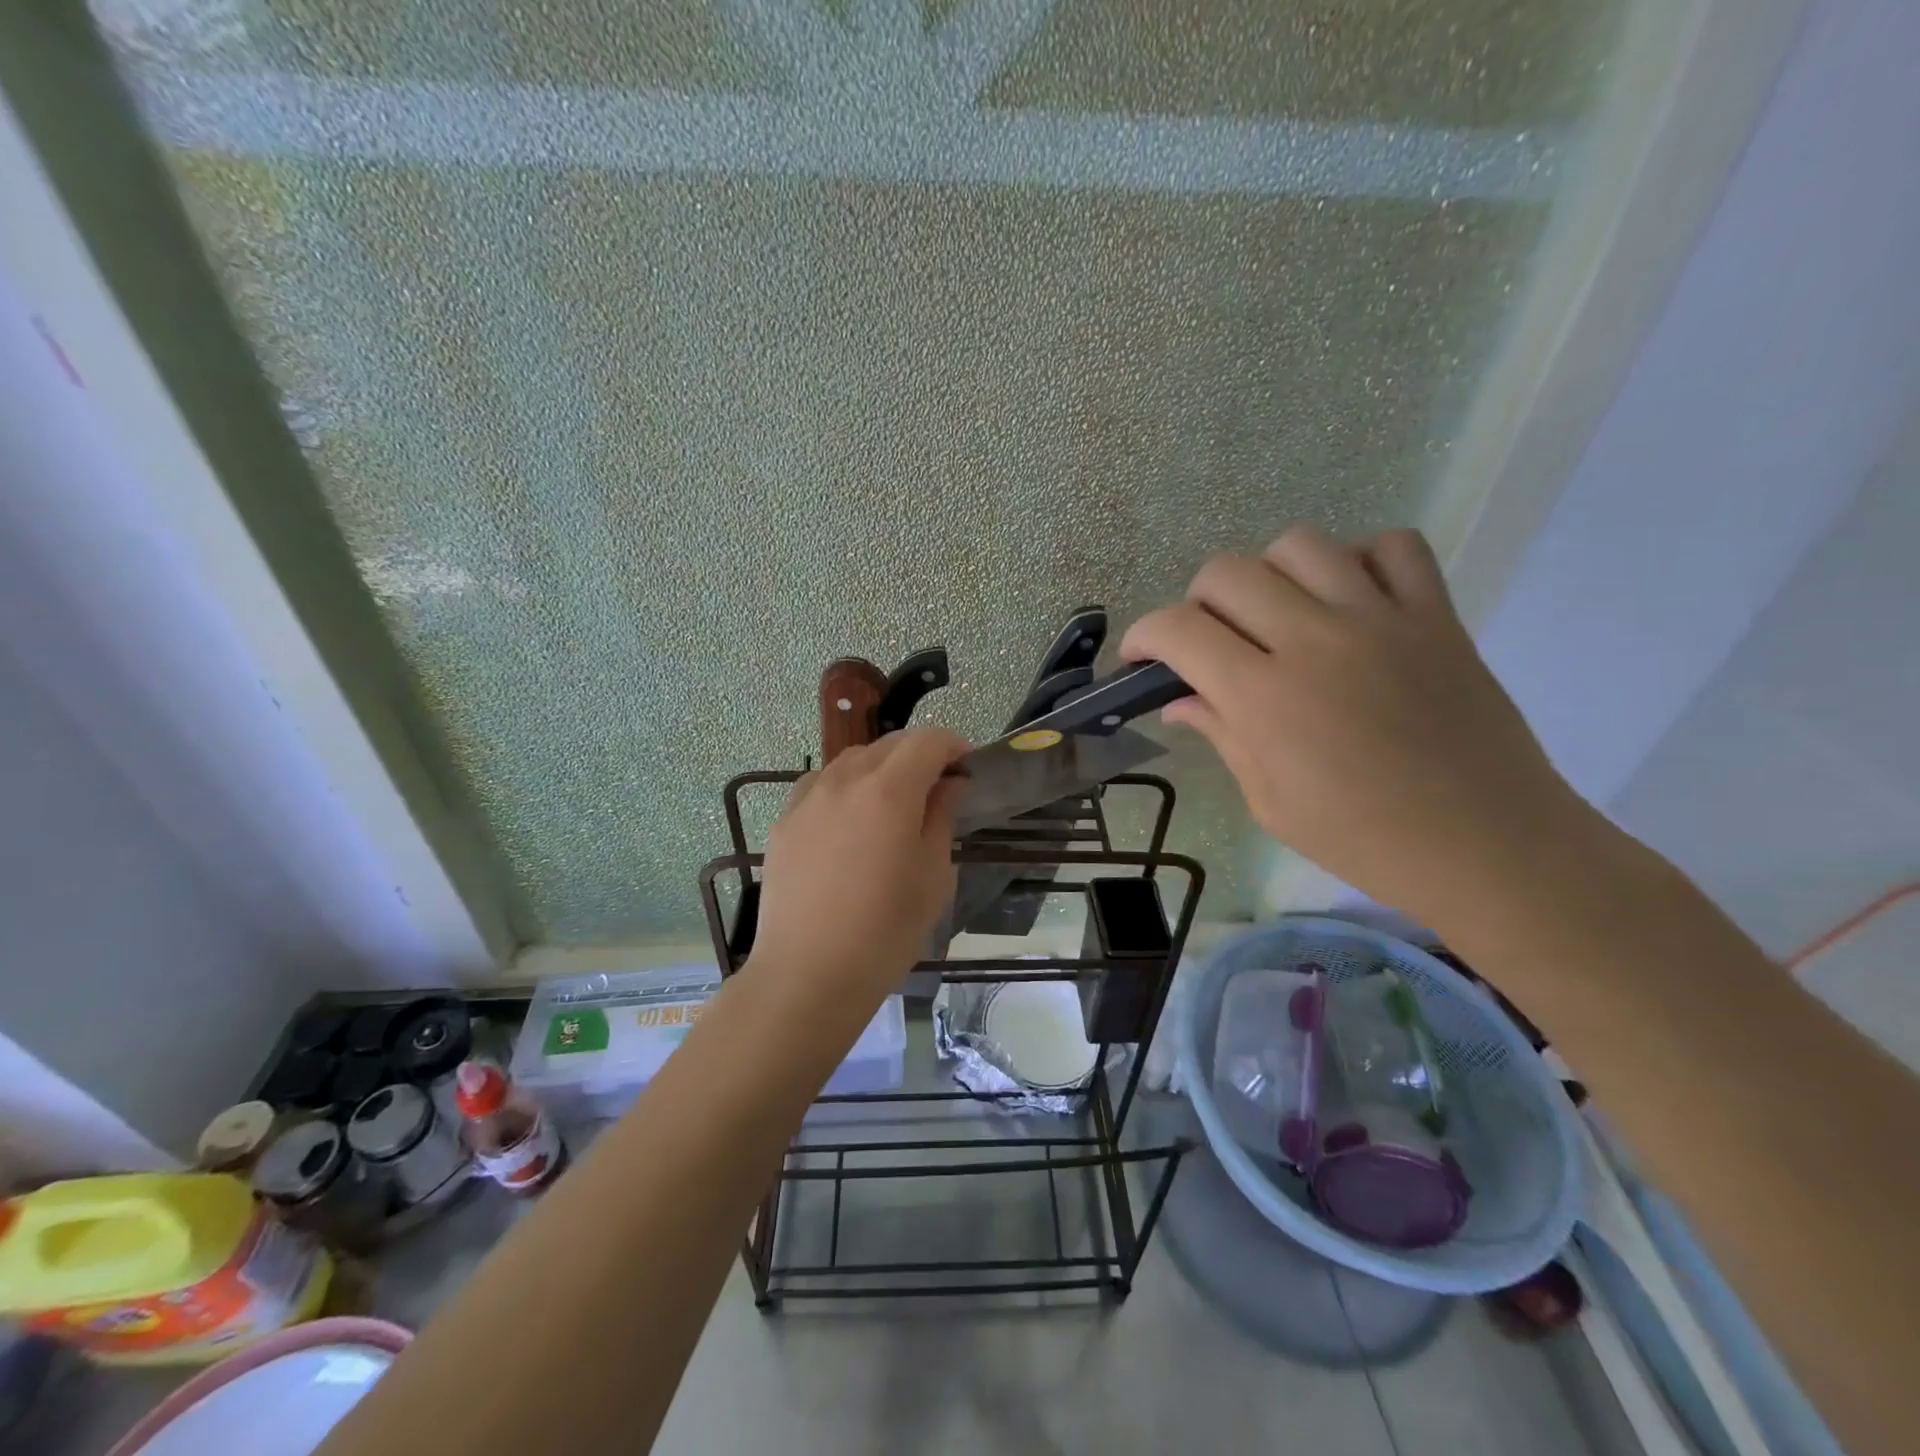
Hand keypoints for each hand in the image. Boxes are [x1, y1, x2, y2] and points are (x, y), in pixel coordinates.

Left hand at [751, 727, 968, 1009]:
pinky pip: (820, 785)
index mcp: (888, 791)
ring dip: (881, 767)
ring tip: (893, 802)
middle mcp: (844, 781)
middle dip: (919, 754)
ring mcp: (807, 799)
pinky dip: (845, 787)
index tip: (967, 768)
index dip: (953, 746)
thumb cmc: (885, 932)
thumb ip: (942, 818)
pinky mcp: (784, 822)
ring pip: (851, 760)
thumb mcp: (933, 877)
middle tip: (937, 786)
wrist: (807, 976)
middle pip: (888, 744)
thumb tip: (949, 784)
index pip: (927, 742)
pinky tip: (850, 820)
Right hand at [1122, 525, 1595, 925]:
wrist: (1485, 844)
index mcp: (1264, 696)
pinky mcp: (1436, 614)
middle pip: (1227, 572)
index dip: (1143, 636)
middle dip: (1197, 602)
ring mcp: (1380, 618)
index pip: (1178, 629)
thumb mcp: (1269, 801)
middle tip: (1210, 642)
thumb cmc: (1362, 838)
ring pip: (1301, 544)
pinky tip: (1350, 598)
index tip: (1140, 657)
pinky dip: (1360, 558)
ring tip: (1279, 614)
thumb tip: (1179, 700)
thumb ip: (1221, 734)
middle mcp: (1314, 639)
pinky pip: (1394, 545)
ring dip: (1270, 573)